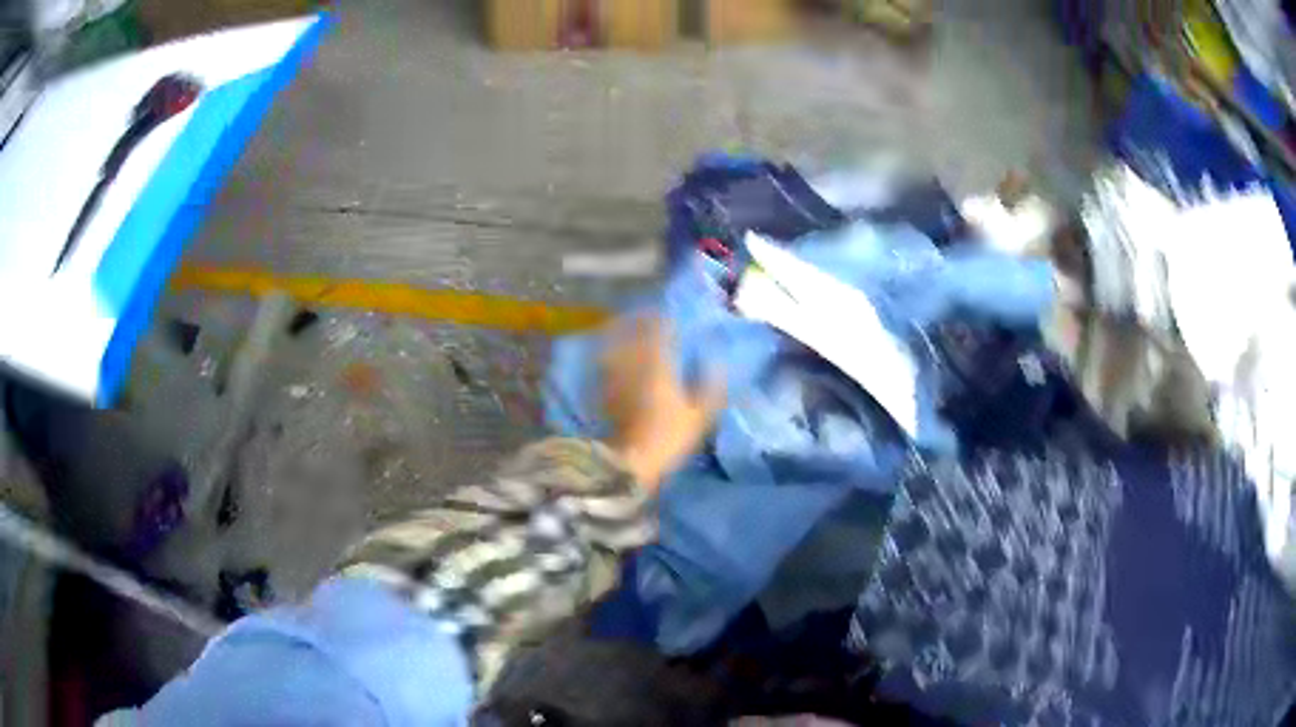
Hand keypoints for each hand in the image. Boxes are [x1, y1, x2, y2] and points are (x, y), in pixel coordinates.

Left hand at [601, 317, 724, 489]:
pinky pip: (606, 362)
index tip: (670, 315)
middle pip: (633, 331)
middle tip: (648, 316)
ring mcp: (614, 375)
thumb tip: (718, 364)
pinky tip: (614, 355)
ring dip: (622, 332)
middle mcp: (633, 361)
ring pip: (616, 343)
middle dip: (641, 321)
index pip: (659, 329)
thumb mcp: (699, 416)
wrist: (628, 461)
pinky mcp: (602, 390)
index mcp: (659, 362)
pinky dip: (610, 353)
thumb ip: (710, 387)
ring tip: (628, 328)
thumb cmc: (668, 437)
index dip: (664, 319)